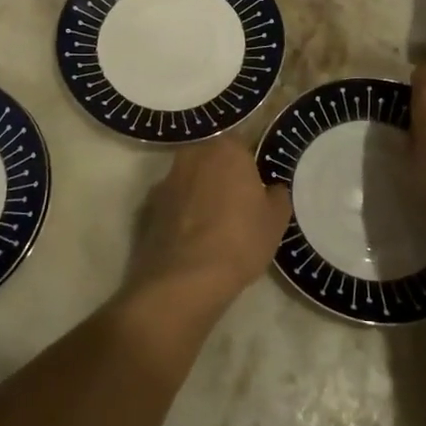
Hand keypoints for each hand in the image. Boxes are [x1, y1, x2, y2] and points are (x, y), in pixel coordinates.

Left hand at [127, 137, 291, 310]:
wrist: (186, 278)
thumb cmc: (240, 240)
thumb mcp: (275, 221)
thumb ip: (277, 196)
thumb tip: (272, 189)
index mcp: (227, 149)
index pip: (243, 148)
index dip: (250, 170)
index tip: (255, 191)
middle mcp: (193, 155)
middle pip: (212, 160)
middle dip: (221, 177)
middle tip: (235, 207)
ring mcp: (166, 179)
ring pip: (189, 181)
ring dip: (198, 194)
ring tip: (211, 227)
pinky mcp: (148, 206)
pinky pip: (172, 204)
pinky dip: (180, 214)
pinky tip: (190, 239)